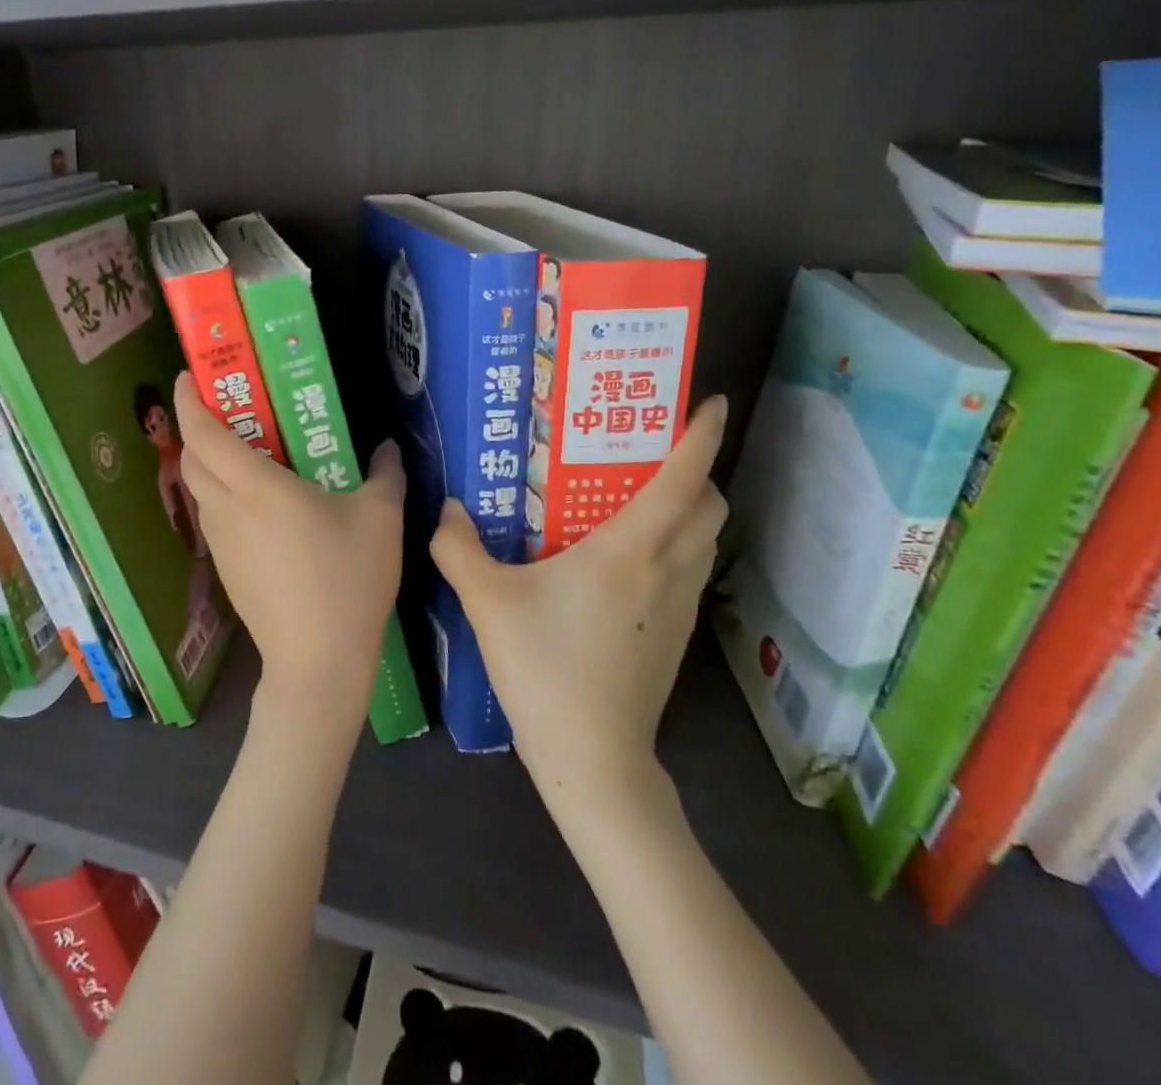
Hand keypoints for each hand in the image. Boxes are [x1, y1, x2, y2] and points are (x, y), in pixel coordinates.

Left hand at [173, 372, 405, 724]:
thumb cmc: (347, 580)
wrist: (318, 662)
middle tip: (226, 406)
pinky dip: (221, 493)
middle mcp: (227, 509)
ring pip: (199, 488)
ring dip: (208, 461)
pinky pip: (213, 515)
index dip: (189, 400)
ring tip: (244, 448)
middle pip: (191, 457)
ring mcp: (221, 542)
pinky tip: (258, 501)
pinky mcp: (225, 568)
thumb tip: (388, 448)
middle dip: (196, 425)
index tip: (189, 375)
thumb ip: (385, 474)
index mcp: (256, 487)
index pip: (204, 433)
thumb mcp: (381, 519)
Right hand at [430, 396, 729, 805]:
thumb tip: (447, 508)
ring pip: (705, 539)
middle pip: (709, 505)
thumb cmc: (545, 667)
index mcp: (631, 550)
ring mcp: (680, 606)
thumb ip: (458, 546)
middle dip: (695, 468)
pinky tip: (627, 557)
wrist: (593, 758)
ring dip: (689, 508)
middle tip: (649, 450)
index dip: (701, 436)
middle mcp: (668, 569)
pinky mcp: (677, 635)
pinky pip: (690, 569)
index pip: (683, 478)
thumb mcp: (487, 601)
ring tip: (638, 495)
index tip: (712, 402)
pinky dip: (677, 544)